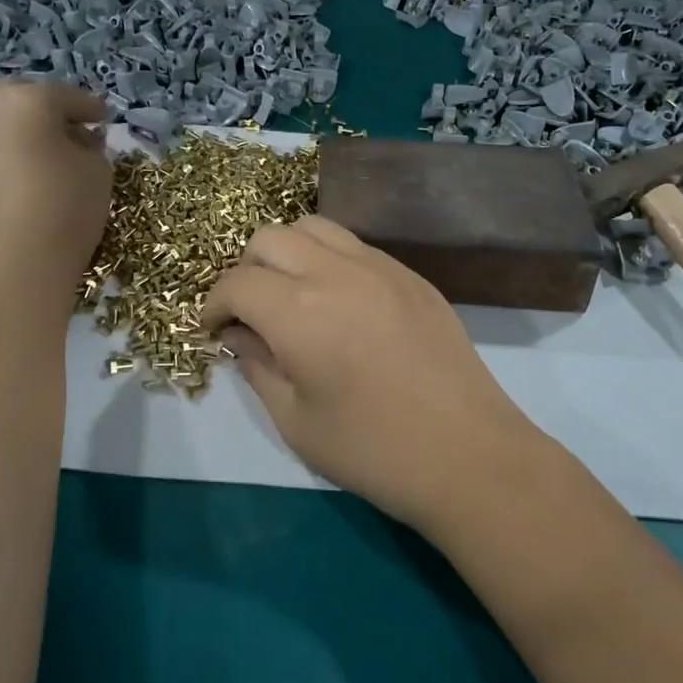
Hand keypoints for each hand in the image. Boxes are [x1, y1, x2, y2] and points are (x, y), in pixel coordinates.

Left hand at [0, 80, 111, 284]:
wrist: (13, 263)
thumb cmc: (65, 205)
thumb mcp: (98, 169)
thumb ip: (91, 145)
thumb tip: (76, 141)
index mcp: (27, 100)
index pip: (67, 96)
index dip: (90, 108)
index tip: (104, 119)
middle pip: (22, 97)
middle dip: (48, 108)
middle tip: (73, 129)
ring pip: (0, 123)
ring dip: (24, 131)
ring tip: (50, 155)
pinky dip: (8, 154)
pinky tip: (27, 177)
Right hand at [201, 215, 538, 526]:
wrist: (468, 455)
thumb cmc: (372, 450)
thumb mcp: (295, 420)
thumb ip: (257, 367)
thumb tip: (238, 335)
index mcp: (298, 311)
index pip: (236, 283)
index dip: (214, 305)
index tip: (214, 330)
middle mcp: (335, 272)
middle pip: (270, 238)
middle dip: (246, 270)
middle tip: (252, 313)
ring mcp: (379, 267)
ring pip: (314, 227)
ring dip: (288, 253)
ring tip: (293, 296)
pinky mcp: (411, 275)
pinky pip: (356, 245)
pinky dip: (330, 259)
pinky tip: (339, 301)